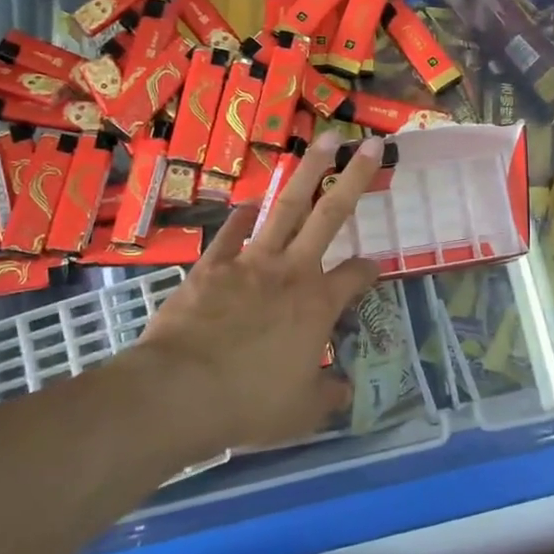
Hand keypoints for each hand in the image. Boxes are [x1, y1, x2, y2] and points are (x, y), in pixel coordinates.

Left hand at [133, 132, 383, 455]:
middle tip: (369, 144)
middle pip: (331, 214)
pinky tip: (248, 203)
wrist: (179, 392)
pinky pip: (232, 231)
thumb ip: (328, 396)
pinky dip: (242, 215)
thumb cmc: (248, 403)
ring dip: (307, 171)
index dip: (369, 269)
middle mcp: (291, 271)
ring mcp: (250, 261)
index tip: (374, 267)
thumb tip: (345, 390)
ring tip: (323, 140)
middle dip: (354, 177)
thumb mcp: (301, 412)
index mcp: (318, 304)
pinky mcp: (212, 265)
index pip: (356, 275)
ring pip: (286, 206)